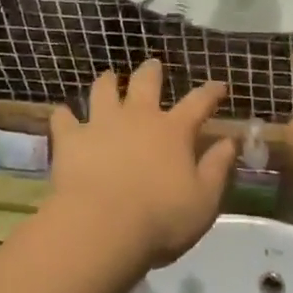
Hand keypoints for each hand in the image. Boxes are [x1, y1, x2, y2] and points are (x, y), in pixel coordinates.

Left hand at [49, 61, 236, 266]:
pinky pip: (64, 119)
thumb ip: (218, 168)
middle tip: (153, 65)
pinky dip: (64, 115)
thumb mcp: (204, 200)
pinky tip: (62, 114)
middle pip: (145, 83)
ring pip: (103, 90)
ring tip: (108, 77)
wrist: (101, 227)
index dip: (210, 92)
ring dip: (107, 81)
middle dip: (152, 72)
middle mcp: (137, 117)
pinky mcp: (71, 139)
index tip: (219, 85)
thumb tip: (230, 141)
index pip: (198, 103)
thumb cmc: (160, 219)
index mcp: (172, 131)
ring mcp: (101, 124)